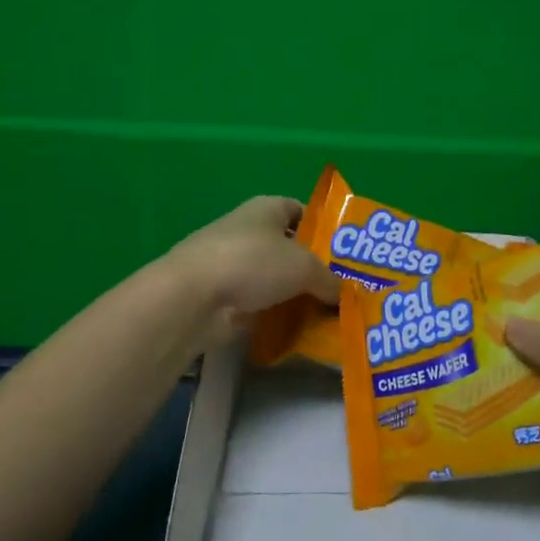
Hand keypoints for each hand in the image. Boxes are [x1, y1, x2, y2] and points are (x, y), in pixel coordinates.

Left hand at [163, 196, 341, 346]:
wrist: (194, 297)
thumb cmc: (253, 262)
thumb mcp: (304, 267)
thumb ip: (330, 279)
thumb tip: (345, 295)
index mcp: (267, 209)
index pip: (300, 211)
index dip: (323, 227)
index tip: (345, 252)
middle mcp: (250, 231)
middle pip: (290, 248)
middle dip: (314, 268)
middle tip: (345, 289)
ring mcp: (234, 265)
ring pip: (276, 279)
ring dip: (297, 295)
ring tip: (330, 313)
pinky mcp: (225, 297)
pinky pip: (262, 305)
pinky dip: (279, 316)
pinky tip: (303, 331)